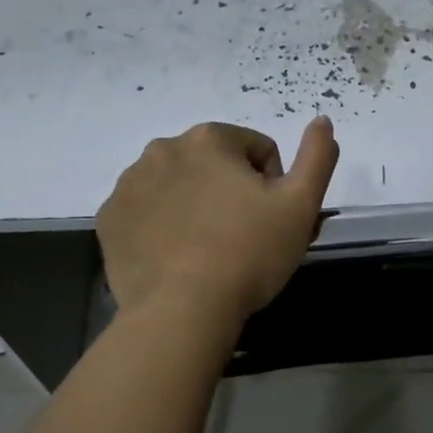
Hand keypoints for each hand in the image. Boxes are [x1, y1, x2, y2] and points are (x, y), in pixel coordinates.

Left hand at [96, 118, 339, 320]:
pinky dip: (162, 225)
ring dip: (196, 205)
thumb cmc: (249, 253)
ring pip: (179, 185)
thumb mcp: (300, 205)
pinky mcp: (109, 219)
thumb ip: (317, 156)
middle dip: (231, 192)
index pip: (257, 151)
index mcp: (209, 138)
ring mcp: (129, 184)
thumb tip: (322, 121)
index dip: (273, 186)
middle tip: (242, 237)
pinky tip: (176, 257)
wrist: (182, 311)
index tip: (270, 221)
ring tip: (208, 250)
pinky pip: (146, 211)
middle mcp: (163, 149)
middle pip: (215, 165)